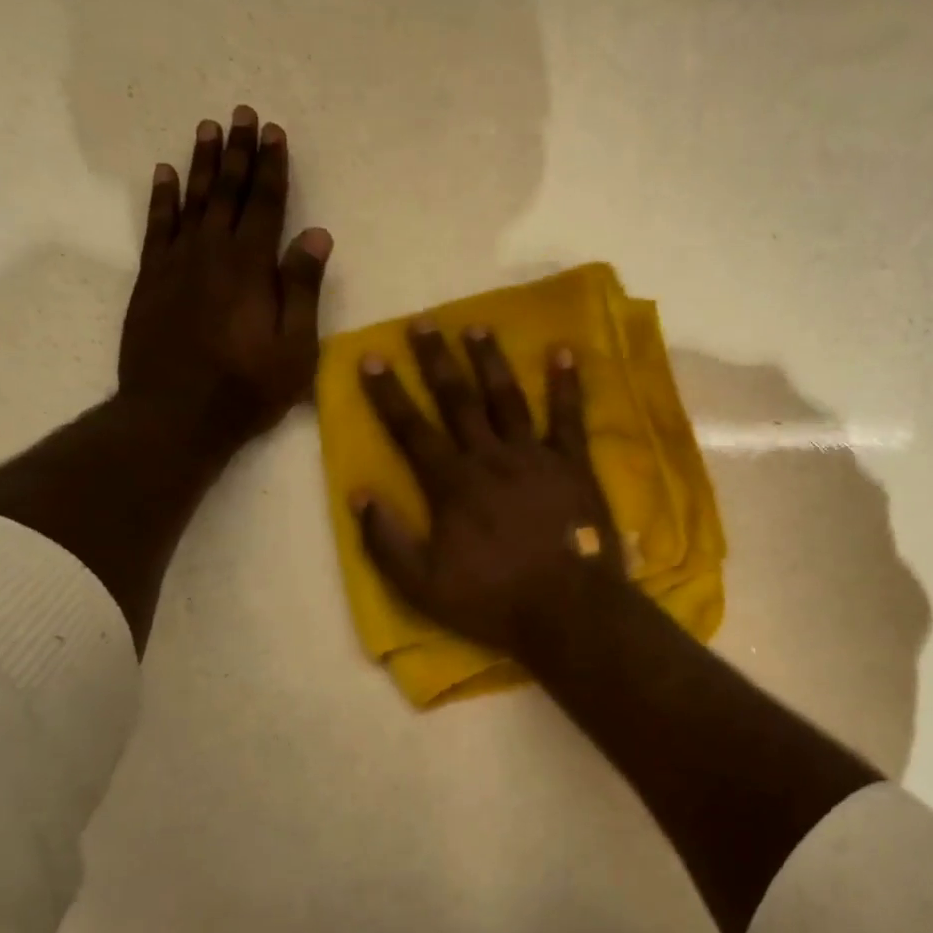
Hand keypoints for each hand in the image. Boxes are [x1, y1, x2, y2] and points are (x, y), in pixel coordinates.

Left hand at [120, 105, 333, 448]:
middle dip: (238, 152)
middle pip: (227, 192)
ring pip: (191, 201)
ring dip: (201, 164)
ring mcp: (176, 264)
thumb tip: (317, 234)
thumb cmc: (247, 388)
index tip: (275, 133)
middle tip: (242, 114)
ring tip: (208, 128)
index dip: (272, 168)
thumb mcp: (295, 347)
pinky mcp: (151, 281)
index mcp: (252, 267)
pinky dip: (161, 198)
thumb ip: (303, 288)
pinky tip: (165, 175)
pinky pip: (157, 227)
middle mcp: (212, 253)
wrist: (174, 415)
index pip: (266, 205)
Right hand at [354, 322, 627, 654]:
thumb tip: (359, 495)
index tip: (371, 357)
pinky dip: (566, 384)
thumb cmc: (492, 600)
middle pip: (457, 401)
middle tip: (422, 322)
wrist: (567, 610)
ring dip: (490, 360)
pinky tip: (563, 352)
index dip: (388, 393)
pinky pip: (568, 417)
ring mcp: (534, 457)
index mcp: (452, 485)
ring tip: (476, 325)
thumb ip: (386, 541)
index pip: (411, 429)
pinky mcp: (573, 465)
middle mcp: (489, 458)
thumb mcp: (422, 586)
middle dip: (436, 360)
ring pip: (506, 398)